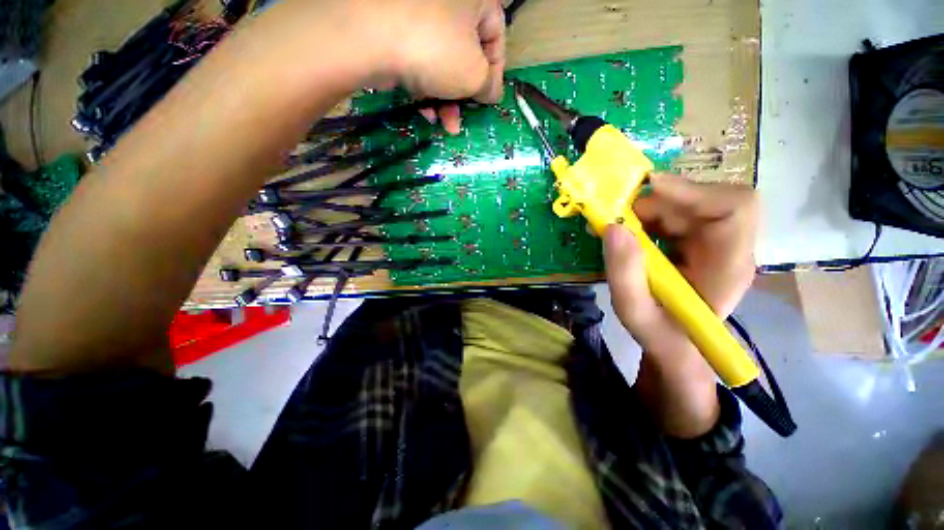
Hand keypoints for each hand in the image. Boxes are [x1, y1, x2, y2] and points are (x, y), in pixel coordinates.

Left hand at [385, 0, 505, 133]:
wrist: (370, 37)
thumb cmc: (436, 50)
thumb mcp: (475, 74)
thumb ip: (489, 86)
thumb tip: (491, 93)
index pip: (495, 35)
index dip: (495, 72)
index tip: (487, 99)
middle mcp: (447, 3)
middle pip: (465, 54)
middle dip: (465, 95)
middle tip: (463, 119)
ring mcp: (417, 16)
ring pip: (442, 63)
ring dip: (446, 100)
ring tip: (446, 126)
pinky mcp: (396, 33)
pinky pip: (420, 62)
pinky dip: (425, 89)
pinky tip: (425, 112)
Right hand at [603, 174, 756, 353]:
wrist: (676, 347)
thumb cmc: (661, 336)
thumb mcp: (634, 312)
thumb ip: (624, 274)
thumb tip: (613, 227)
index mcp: (728, 267)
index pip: (734, 208)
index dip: (693, 190)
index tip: (647, 187)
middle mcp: (729, 247)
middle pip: (705, 200)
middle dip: (657, 203)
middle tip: (617, 216)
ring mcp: (715, 243)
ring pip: (686, 205)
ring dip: (648, 211)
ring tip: (616, 229)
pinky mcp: (698, 243)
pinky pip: (675, 216)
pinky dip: (647, 219)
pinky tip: (628, 236)